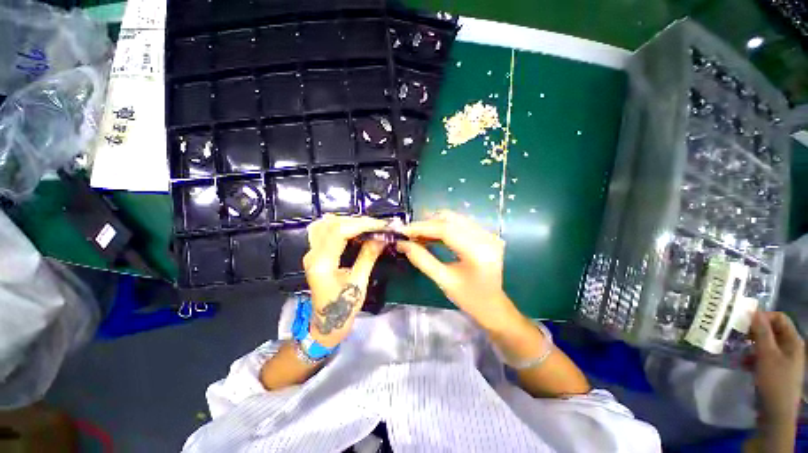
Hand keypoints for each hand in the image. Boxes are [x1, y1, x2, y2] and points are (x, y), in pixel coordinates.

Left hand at [303, 214, 386, 346]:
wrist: (326, 323)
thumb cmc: (344, 308)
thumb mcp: (359, 283)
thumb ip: (368, 256)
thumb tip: (382, 237)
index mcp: (322, 263)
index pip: (339, 232)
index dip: (361, 224)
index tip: (381, 225)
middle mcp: (312, 254)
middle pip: (332, 224)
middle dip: (357, 222)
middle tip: (377, 226)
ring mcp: (311, 253)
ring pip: (325, 224)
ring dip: (347, 221)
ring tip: (366, 227)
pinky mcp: (315, 254)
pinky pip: (323, 231)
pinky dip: (338, 225)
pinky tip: (352, 229)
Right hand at [397, 210, 519, 329]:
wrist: (493, 305)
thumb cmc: (469, 298)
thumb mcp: (443, 281)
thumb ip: (422, 260)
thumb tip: (403, 244)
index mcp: (478, 252)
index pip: (446, 230)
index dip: (422, 228)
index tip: (403, 231)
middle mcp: (486, 238)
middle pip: (450, 220)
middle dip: (426, 224)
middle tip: (409, 233)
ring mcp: (488, 234)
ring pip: (454, 218)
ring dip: (433, 224)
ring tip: (417, 235)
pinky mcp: (486, 234)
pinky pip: (460, 223)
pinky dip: (443, 227)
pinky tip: (431, 235)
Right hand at [748, 311, 804, 424]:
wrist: (776, 412)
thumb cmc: (774, 381)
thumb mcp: (767, 356)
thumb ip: (762, 332)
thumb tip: (753, 311)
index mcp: (793, 340)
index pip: (779, 318)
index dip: (762, 317)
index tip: (743, 322)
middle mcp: (790, 346)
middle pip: (772, 331)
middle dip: (754, 332)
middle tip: (737, 334)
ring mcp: (783, 359)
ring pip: (766, 344)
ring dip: (751, 345)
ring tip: (738, 350)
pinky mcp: (775, 368)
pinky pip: (763, 356)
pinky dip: (752, 357)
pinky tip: (743, 363)